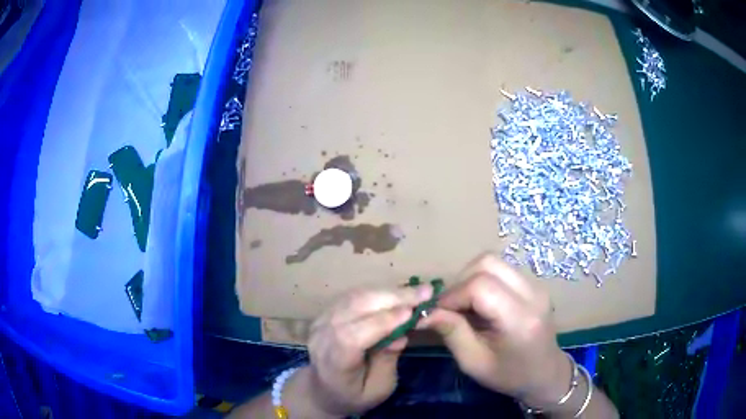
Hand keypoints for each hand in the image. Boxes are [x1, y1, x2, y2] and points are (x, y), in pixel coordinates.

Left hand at [305, 285, 432, 415]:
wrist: (321, 390)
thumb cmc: (353, 395)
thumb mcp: (378, 389)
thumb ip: (387, 361)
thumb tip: (402, 334)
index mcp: (334, 361)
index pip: (353, 335)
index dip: (382, 321)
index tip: (411, 312)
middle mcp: (323, 336)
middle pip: (355, 307)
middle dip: (393, 298)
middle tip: (426, 291)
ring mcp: (321, 321)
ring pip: (356, 297)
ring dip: (388, 292)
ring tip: (417, 291)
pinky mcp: (327, 313)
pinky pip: (354, 296)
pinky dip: (378, 292)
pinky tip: (398, 294)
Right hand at [417, 253, 570, 408]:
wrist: (545, 373)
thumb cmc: (509, 375)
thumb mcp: (473, 363)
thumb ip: (451, 333)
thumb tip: (426, 312)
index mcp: (519, 319)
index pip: (480, 287)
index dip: (452, 295)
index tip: (437, 313)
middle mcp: (532, 294)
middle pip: (487, 263)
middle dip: (460, 281)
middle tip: (450, 307)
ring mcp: (535, 285)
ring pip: (494, 262)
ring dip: (470, 278)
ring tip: (463, 304)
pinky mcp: (533, 284)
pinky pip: (501, 269)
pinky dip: (482, 280)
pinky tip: (479, 304)